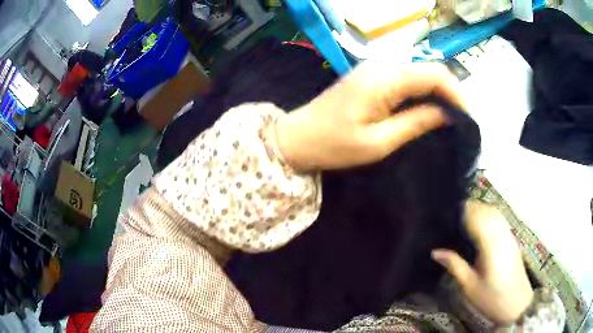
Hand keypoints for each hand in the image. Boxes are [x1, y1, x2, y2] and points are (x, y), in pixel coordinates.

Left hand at [275, 62, 463, 169]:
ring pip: (418, 74)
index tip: (467, 118)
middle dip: (449, 93)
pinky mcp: (370, 77)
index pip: (434, 74)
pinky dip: (421, 93)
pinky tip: (426, 110)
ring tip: (447, 119)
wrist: (297, 138)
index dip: (456, 93)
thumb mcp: (379, 141)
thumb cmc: (334, 145)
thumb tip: (448, 114)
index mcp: (384, 79)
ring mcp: (374, 69)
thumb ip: (416, 122)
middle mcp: (381, 66)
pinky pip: (405, 79)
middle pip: (428, 70)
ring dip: (436, 93)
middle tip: (459, 122)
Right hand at [432, 200, 534, 323]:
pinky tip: (480, 226)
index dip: (463, 211)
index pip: (477, 217)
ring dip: (480, 210)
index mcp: (491, 246)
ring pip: (495, 212)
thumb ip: (455, 265)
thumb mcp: (469, 286)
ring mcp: (509, 236)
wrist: (516, 304)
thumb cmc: (491, 298)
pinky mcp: (512, 239)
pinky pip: (500, 219)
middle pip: (487, 210)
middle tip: (452, 216)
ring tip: (464, 219)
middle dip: (470, 208)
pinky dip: (489, 216)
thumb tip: (435, 252)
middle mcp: (502, 235)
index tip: (446, 213)